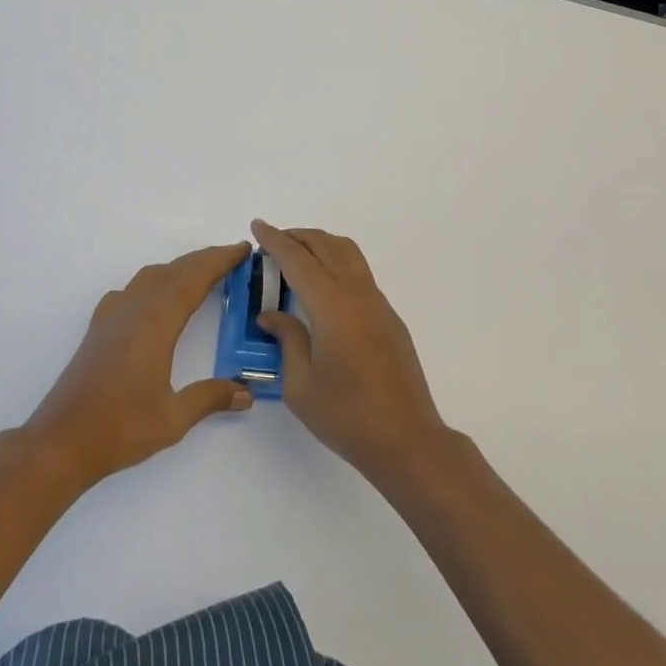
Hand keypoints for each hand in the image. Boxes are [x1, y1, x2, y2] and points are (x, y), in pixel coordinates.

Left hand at [26, 242, 254, 488]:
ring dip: (178, 269)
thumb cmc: (119, 428)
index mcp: (156, 323)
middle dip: (204, 259)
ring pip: (150, 276)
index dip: (220, 260)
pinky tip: (152, 300)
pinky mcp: (98, 329)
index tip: (242, 248)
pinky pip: (130, 291)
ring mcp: (112, 317)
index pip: (194, 279)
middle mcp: (134, 310)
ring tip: (200, 274)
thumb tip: (246, 392)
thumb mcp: (173, 419)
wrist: (60, 442)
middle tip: (233, 256)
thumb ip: (210, 398)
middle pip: (174, 271)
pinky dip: (151, 283)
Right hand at [251, 221, 447, 483]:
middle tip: (271, 241)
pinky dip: (336, 262)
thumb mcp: (301, 385)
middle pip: (325, 245)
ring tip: (296, 256)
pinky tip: (323, 287)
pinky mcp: (389, 316)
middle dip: (296, 236)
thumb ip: (286, 340)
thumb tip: (271, 314)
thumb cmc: (347, 416)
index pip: (297, 260)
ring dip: (320, 245)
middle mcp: (357, 294)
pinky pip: (359, 272)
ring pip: (347, 253)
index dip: (275, 240)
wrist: (407, 439)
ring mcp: (378, 303)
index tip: (257, 226)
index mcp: (332, 306)